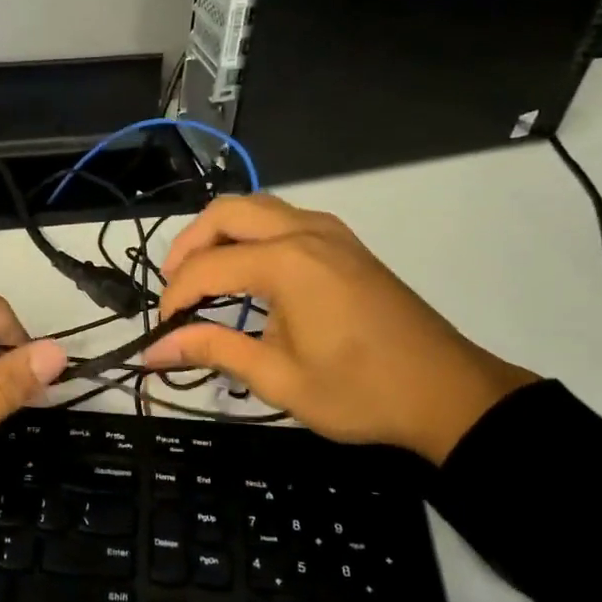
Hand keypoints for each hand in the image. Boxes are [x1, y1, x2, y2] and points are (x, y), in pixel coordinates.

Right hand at [143, 195, 536, 462]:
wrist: (448, 393)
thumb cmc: (361, 392)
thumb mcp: (280, 379)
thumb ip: (214, 351)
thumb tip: (153, 350)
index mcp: (287, 263)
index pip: (208, 267)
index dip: (175, 296)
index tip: (161, 331)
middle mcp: (305, 232)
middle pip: (227, 213)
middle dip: (190, 245)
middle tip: (174, 288)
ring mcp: (331, 233)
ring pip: (257, 207)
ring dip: (221, 232)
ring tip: (204, 275)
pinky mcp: (346, 244)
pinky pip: (285, 218)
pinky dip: (253, 233)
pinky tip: (250, 271)